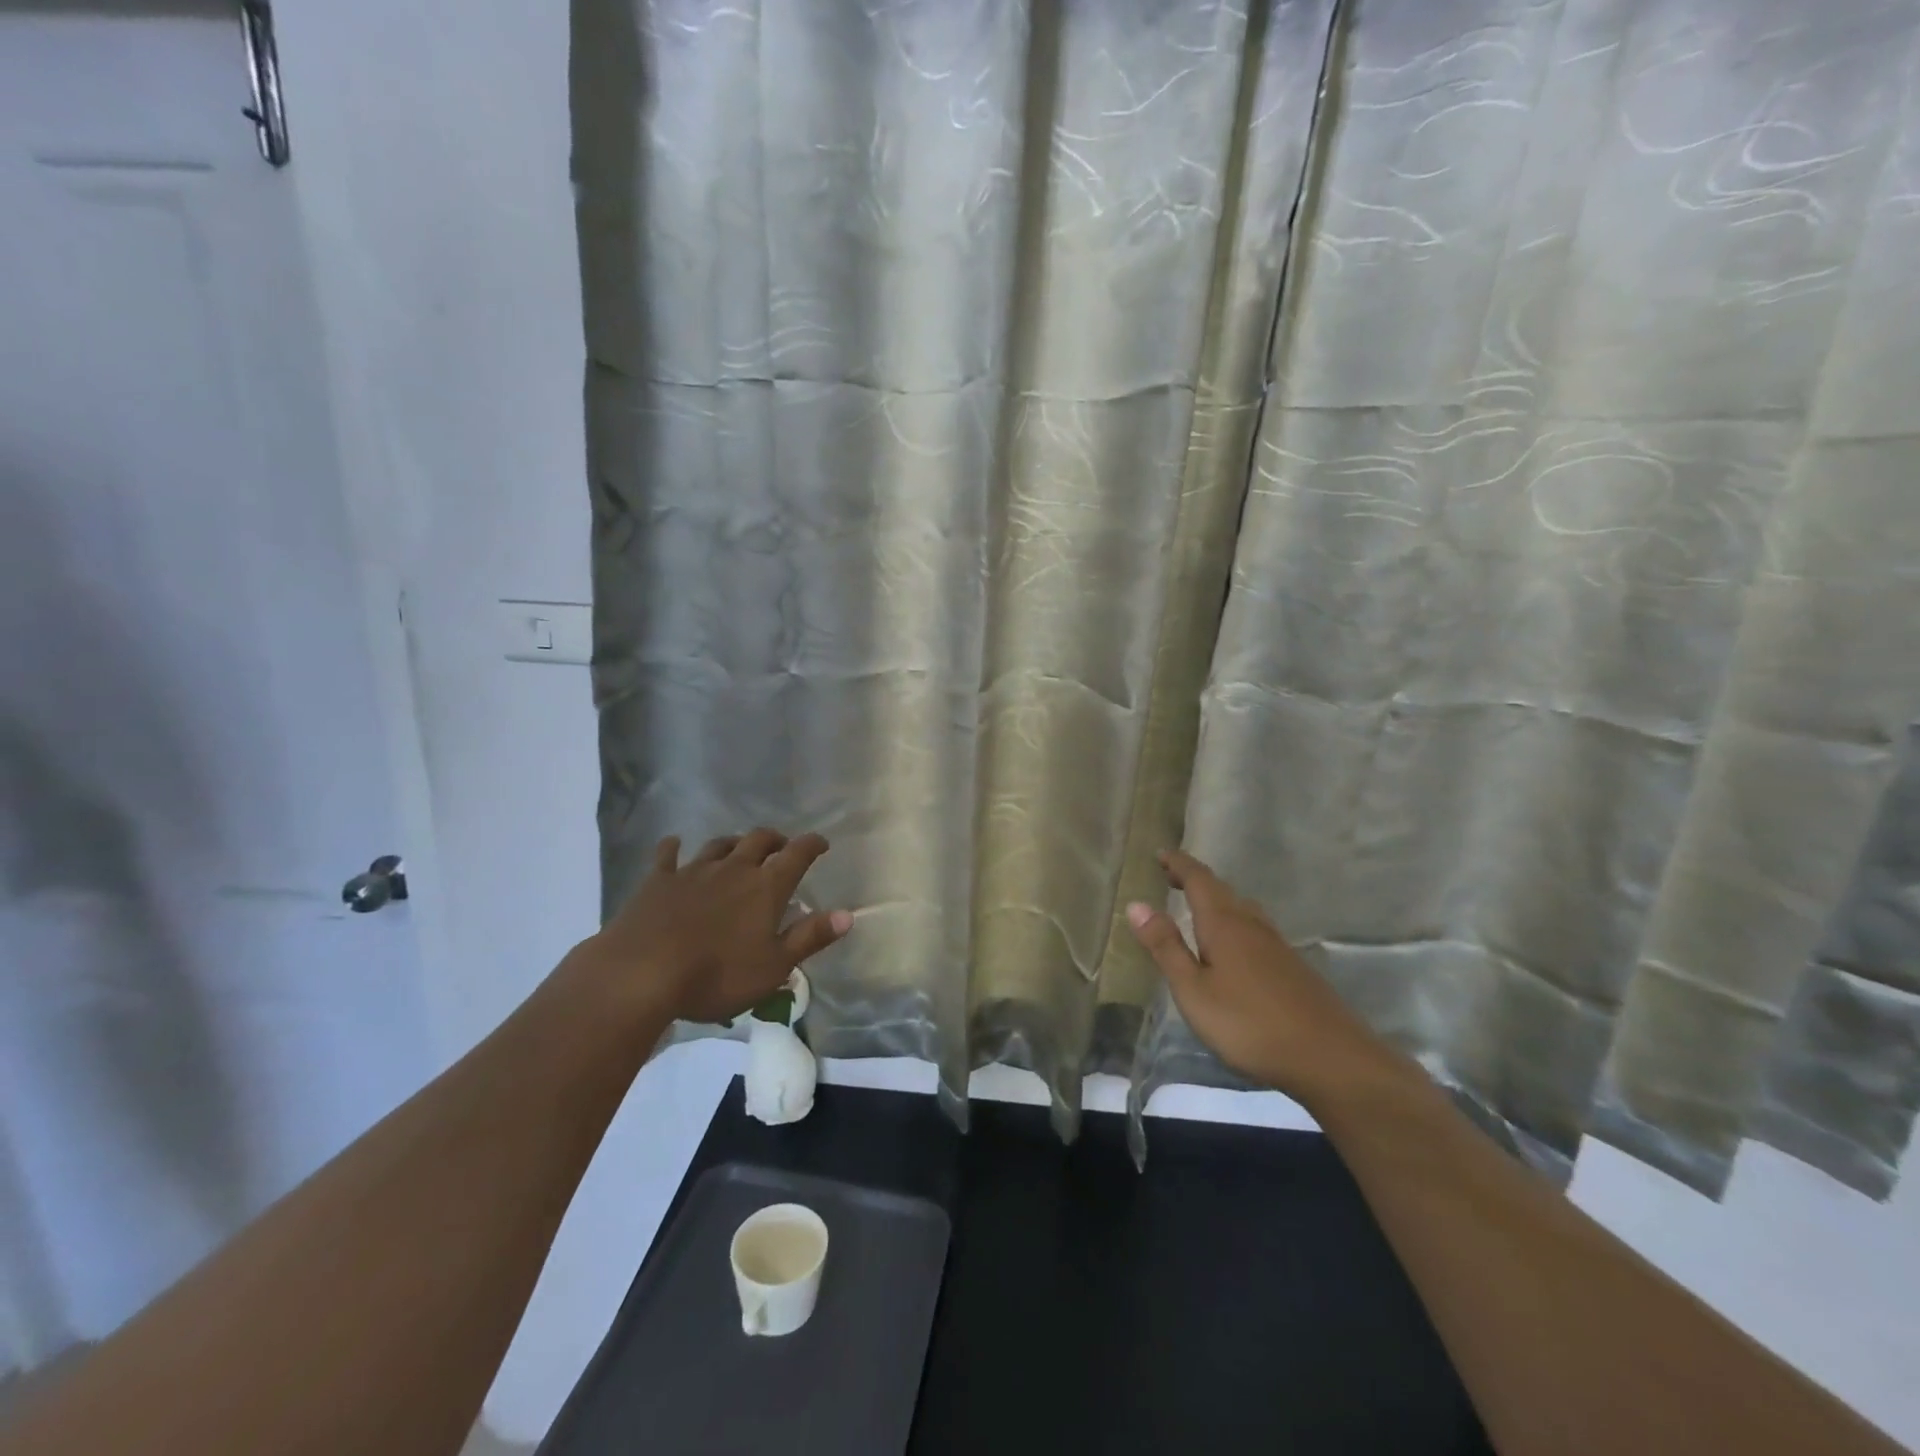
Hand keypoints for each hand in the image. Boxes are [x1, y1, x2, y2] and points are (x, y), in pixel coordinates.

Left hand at [580, 828, 851, 1024]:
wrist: (641, 973)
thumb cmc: (717, 975)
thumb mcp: (774, 966)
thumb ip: (810, 938)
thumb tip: (848, 915)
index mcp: (765, 887)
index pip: (797, 855)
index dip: (812, 845)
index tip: (821, 843)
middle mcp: (733, 869)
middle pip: (759, 841)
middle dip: (775, 840)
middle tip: (781, 847)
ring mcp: (693, 871)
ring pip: (719, 845)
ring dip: (734, 843)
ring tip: (739, 849)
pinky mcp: (658, 881)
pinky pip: (668, 856)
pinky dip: (674, 848)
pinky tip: (674, 844)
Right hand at [1126, 850, 1404, 1107]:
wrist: (1331, 1059)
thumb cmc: (1249, 1025)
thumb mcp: (1193, 990)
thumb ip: (1166, 947)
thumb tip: (1136, 904)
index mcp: (1224, 925)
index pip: (1198, 880)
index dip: (1179, 864)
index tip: (1161, 852)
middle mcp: (1252, 925)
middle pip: (1222, 891)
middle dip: (1195, 880)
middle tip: (1171, 876)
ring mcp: (1277, 946)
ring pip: (1243, 909)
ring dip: (1218, 900)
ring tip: (1199, 906)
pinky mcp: (1293, 968)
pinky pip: (1256, 929)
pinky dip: (1236, 922)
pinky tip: (1235, 946)